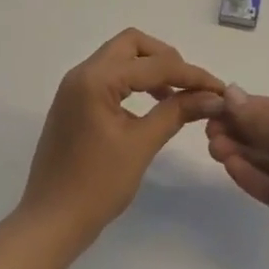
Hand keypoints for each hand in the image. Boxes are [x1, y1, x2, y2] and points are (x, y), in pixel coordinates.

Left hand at [19, 28, 224, 247]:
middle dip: (166, 59)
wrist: (50, 223)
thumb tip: (212, 97)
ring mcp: (75, 87)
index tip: (219, 89)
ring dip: (150, 68)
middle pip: (132, 44)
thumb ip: (176, 112)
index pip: (154, 64)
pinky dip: (134, 81)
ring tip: (176, 96)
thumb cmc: (96, 186)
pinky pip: (110, 75)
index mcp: (96, 79)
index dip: (190, 74)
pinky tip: (152, 104)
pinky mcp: (74, 102)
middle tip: (191, 86)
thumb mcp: (141, 146)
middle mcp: (82, 73)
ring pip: (120, 57)